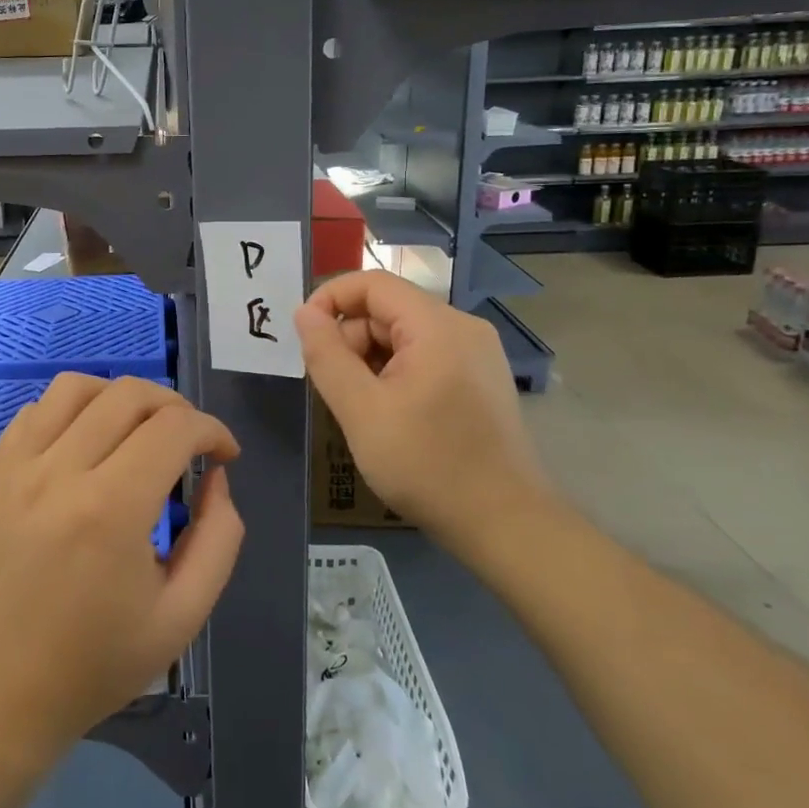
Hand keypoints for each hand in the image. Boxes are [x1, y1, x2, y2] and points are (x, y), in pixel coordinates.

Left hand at [0, 373, 244, 758]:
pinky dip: (72, 410)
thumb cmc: (95, 664)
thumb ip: (219, 538)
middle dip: (175, 407)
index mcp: (111, 510)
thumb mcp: (182, 617)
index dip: (212, 430)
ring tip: (138, 432)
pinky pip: (36, 410)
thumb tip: (216, 478)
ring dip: (120, 397)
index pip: (174, 427)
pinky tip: (87, 444)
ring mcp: (18, 467)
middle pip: (129, 394)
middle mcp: (60, 472)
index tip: (225, 456)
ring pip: (77, 386)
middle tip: (190, 443)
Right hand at [295, 271, 545, 551]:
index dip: (330, 299)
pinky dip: (395, 373)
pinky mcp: (480, 379)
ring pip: (404, 335)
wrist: (505, 524)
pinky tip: (387, 413)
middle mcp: (463, 328)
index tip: (303, 335)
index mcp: (438, 326)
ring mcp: (476, 354)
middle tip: (332, 387)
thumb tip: (303, 313)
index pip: (372, 283)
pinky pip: (424, 356)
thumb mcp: (361, 411)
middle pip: (388, 309)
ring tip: (359, 407)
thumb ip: (327, 356)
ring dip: (370, 359)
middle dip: (350, 338)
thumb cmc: (427, 465)